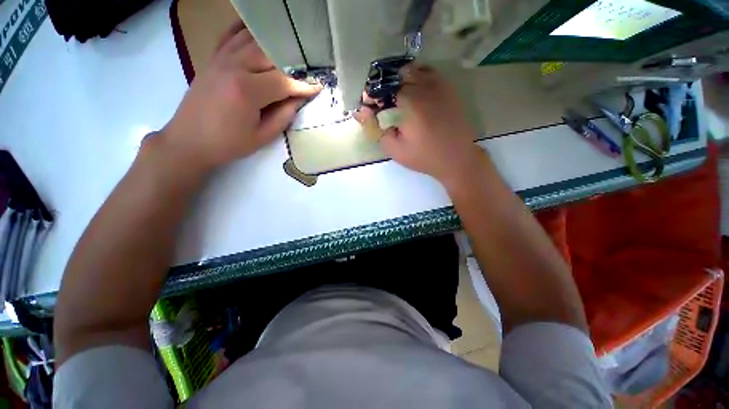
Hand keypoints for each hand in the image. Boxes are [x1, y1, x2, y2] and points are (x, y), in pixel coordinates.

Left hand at [160, 22, 321, 170]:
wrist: (188, 140)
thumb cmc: (227, 143)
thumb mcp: (262, 137)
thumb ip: (283, 116)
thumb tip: (298, 100)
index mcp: (247, 91)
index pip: (283, 81)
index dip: (304, 85)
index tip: (319, 86)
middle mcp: (233, 67)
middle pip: (270, 54)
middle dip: (292, 62)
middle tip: (308, 70)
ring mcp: (220, 59)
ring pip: (253, 40)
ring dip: (274, 45)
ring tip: (290, 52)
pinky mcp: (213, 59)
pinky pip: (231, 36)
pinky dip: (247, 31)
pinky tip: (259, 32)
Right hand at [357, 65, 482, 184]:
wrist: (456, 159)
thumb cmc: (424, 156)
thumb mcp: (395, 149)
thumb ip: (376, 129)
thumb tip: (361, 112)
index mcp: (411, 102)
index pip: (386, 86)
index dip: (375, 94)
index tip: (371, 106)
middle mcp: (426, 88)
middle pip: (400, 74)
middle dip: (388, 85)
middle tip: (385, 103)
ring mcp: (441, 87)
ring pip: (417, 70)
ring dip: (403, 79)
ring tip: (399, 97)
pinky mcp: (450, 90)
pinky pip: (431, 74)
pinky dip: (420, 78)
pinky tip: (417, 92)